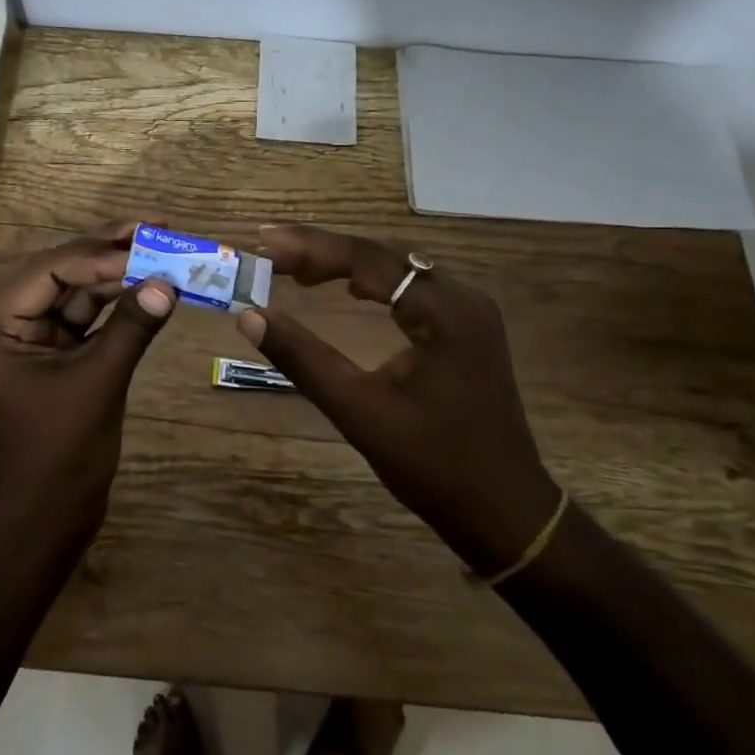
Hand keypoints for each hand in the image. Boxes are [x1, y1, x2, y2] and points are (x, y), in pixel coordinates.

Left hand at [0, 222, 176, 549]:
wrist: (45, 522)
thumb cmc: (59, 456)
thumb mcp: (97, 384)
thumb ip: (131, 328)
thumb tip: (169, 282)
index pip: (49, 269)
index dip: (100, 255)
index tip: (149, 245)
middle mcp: (8, 324)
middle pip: (61, 272)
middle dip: (109, 252)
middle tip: (157, 226)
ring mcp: (33, 341)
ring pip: (77, 293)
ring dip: (118, 275)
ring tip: (162, 249)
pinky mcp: (56, 359)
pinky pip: (87, 320)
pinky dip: (118, 306)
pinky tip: (150, 289)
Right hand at [237, 224, 559, 573]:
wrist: (504, 512)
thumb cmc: (433, 465)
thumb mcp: (359, 411)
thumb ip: (303, 358)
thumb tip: (249, 316)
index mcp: (445, 312)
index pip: (368, 260)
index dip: (311, 247)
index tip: (264, 242)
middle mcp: (463, 298)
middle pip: (383, 255)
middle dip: (325, 250)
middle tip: (272, 252)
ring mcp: (470, 312)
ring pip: (398, 269)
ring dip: (347, 263)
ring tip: (296, 267)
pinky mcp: (467, 329)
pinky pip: (412, 288)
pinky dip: (372, 282)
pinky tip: (348, 287)